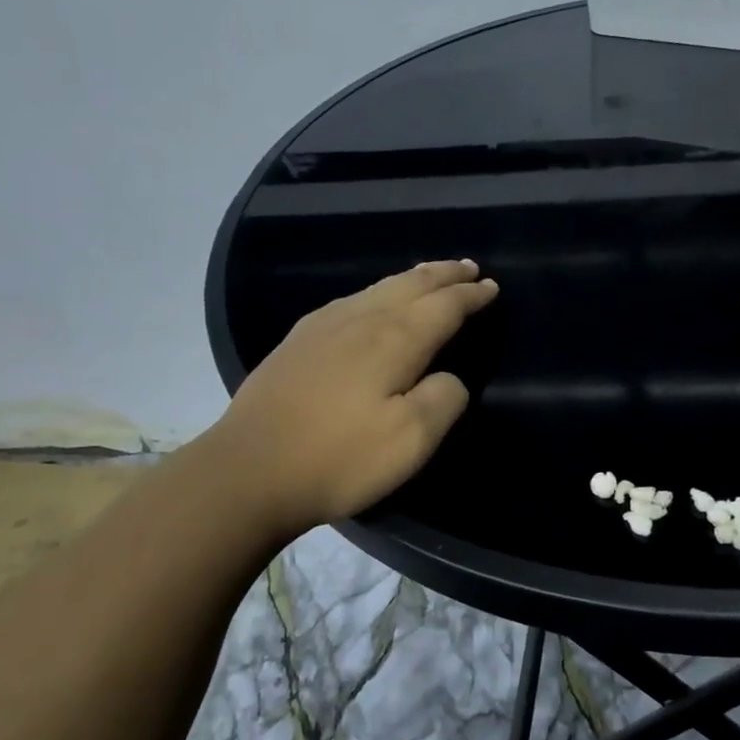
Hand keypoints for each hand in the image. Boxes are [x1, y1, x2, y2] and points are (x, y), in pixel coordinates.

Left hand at [216, 260, 497, 536]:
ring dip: (412, 279)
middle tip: (469, 267)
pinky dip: (378, 292)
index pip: (443, 306)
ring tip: (431, 274)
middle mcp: (359, 320)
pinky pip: (351, 300)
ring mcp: (322, 327)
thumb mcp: (410, 440)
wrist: (248, 471)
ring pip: (378, 288)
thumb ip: (443, 399)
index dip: (470, 296)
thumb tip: (449, 377)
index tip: (492, 287)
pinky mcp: (297, 343)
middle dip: (444, 275)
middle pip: (410, 285)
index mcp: (393, 340)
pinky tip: (371, 301)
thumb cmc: (339, 458)